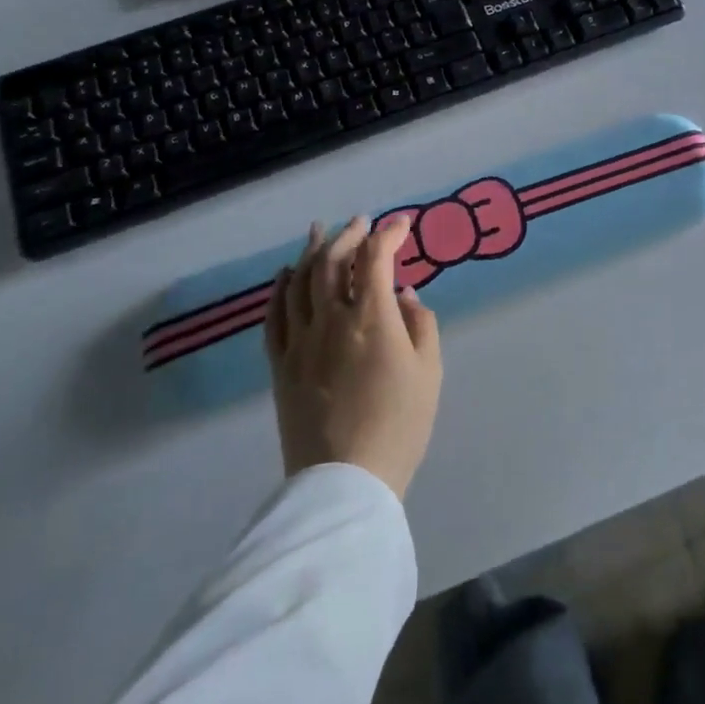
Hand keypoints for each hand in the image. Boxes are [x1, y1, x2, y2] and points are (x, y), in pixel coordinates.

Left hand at [265, 214, 442, 499]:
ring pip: (301, 281)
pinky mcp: (280, 364)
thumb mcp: (429, 371)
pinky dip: (281, 288)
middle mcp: (331, 319)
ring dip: (313, 251)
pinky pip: (275, 316)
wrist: (345, 482)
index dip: (390, 234)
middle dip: (349, 234)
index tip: (403, 224)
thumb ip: (421, 324)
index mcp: (372, 318)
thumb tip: (404, 296)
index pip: (377, 258)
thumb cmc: (399, 424)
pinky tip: (287, 274)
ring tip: (320, 231)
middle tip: (362, 222)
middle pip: (333, 261)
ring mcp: (300, 341)